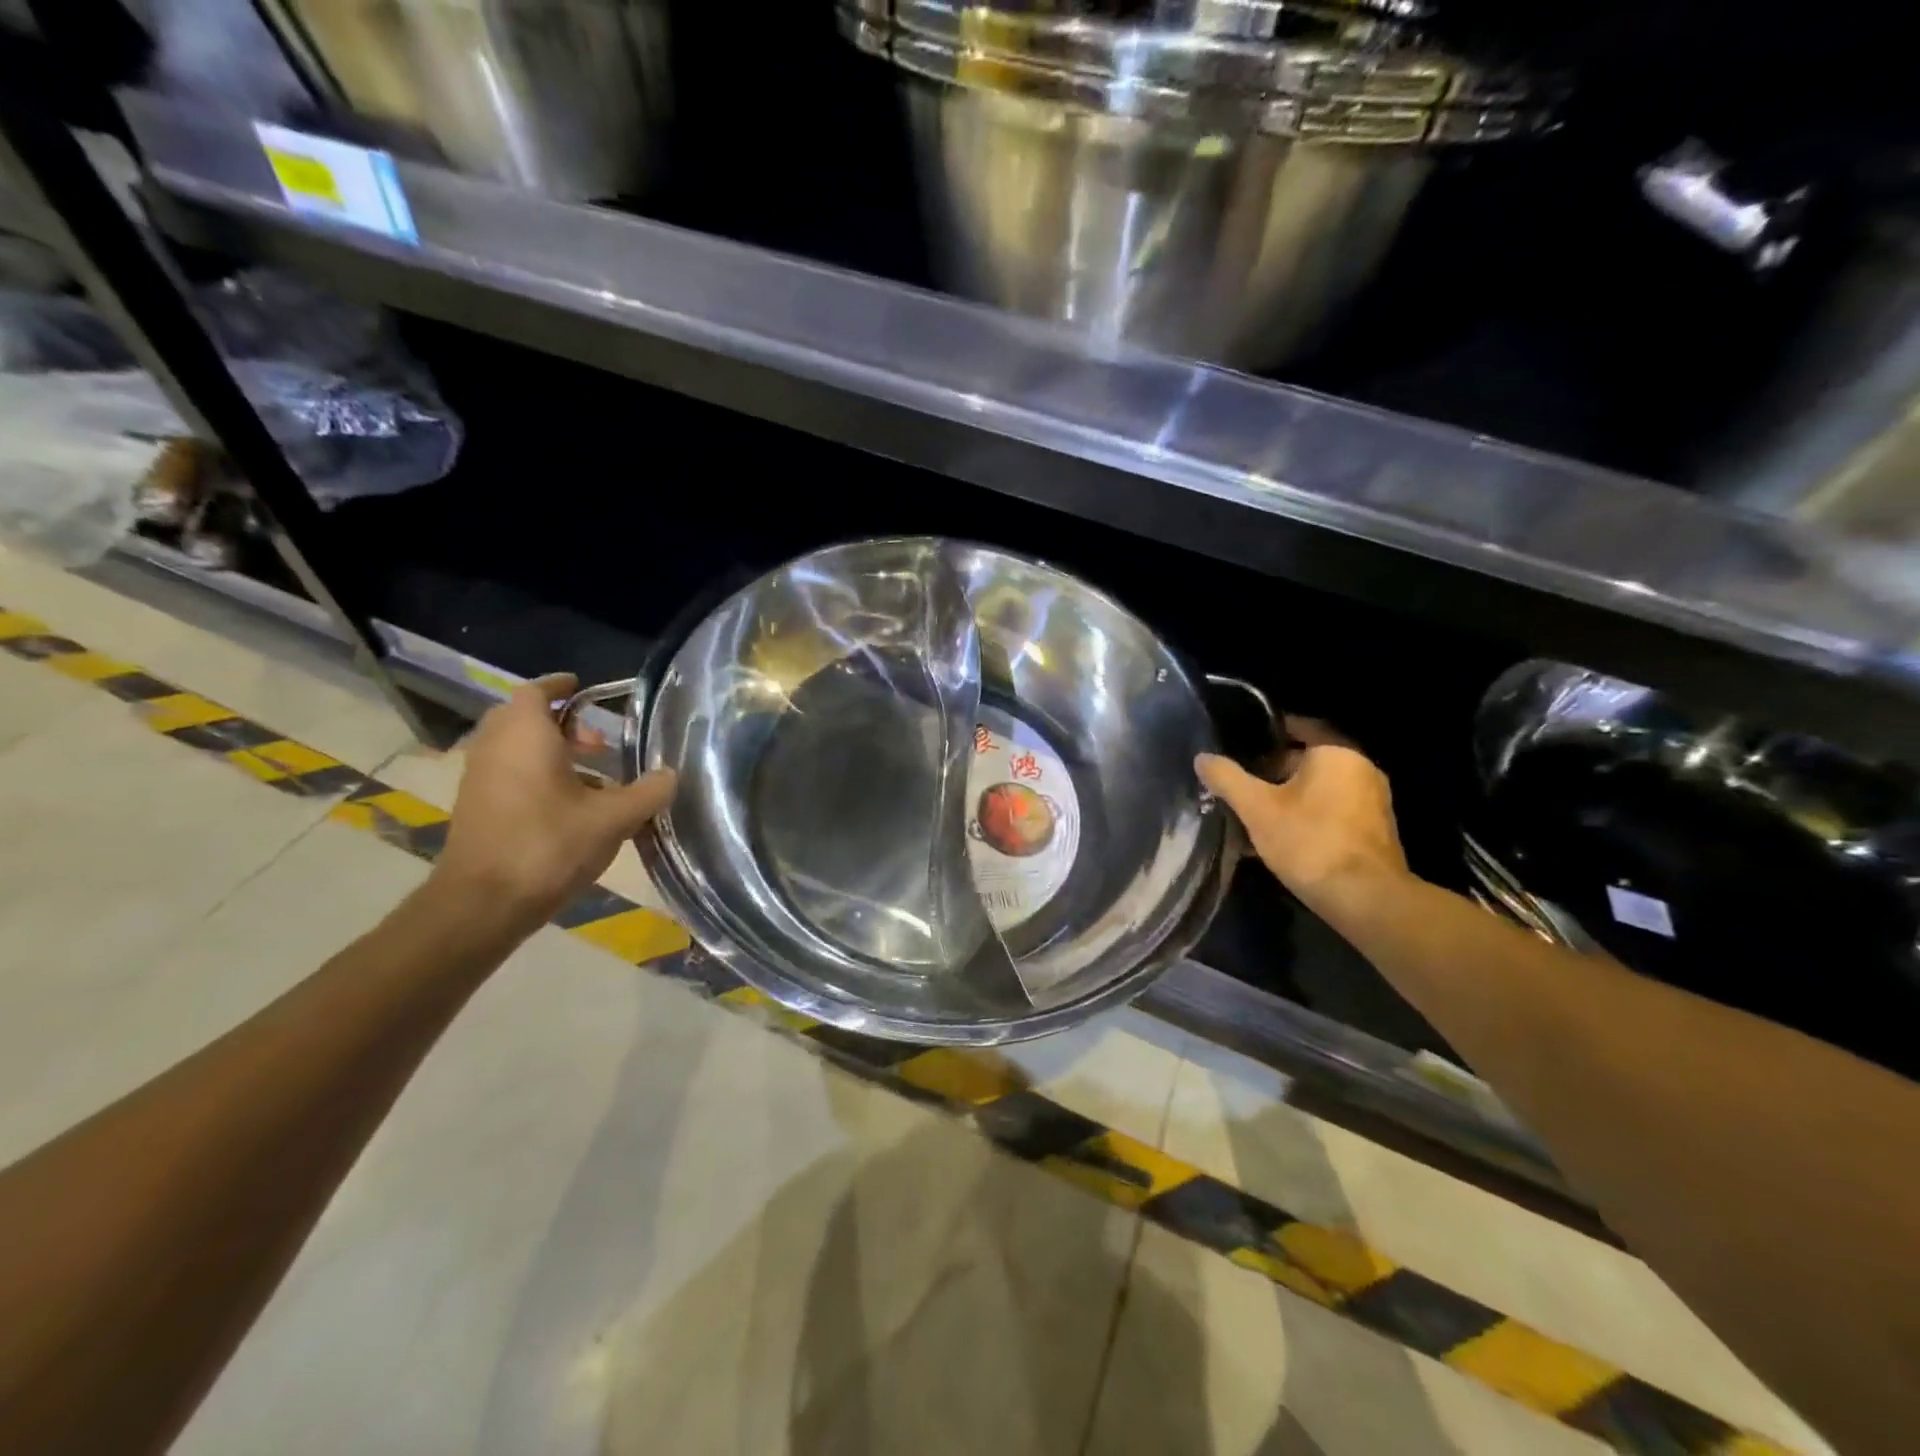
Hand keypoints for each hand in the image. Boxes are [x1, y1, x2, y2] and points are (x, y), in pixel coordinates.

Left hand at [430, 673, 676, 931]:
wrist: (483, 904)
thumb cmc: (548, 846)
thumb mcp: (613, 819)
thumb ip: (647, 793)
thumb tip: (670, 775)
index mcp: (525, 735)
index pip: (537, 691)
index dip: (561, 687)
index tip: (585, 688)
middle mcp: (495, 747)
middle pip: (524, 718)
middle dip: (562, 723)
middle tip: (599, 741)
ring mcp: (480, 778)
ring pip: (515, 748)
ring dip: (550, 752)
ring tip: (593, 776)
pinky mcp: (476, 807)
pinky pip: (508, 773)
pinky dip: (536, 775)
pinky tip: (570, 806)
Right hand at [1196, 719, 1406, 912]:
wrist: (1366, 899)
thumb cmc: (1310, 841)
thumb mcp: (1257, 808)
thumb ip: (1228, 778)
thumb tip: (1202, 758)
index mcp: (1336, 753)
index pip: (1298, 727)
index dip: (1267, 733)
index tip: (1240, 743)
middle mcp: (1361, 769)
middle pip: (1308, 760)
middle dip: (1273, 771)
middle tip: (1240, 784)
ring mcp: (1373, 801)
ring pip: (1319, 789)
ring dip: (1289, 798)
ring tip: (1253, 813)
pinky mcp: (1374, 831)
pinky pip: (1332, 812)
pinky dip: (1307, 817)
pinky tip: (1280, 838)